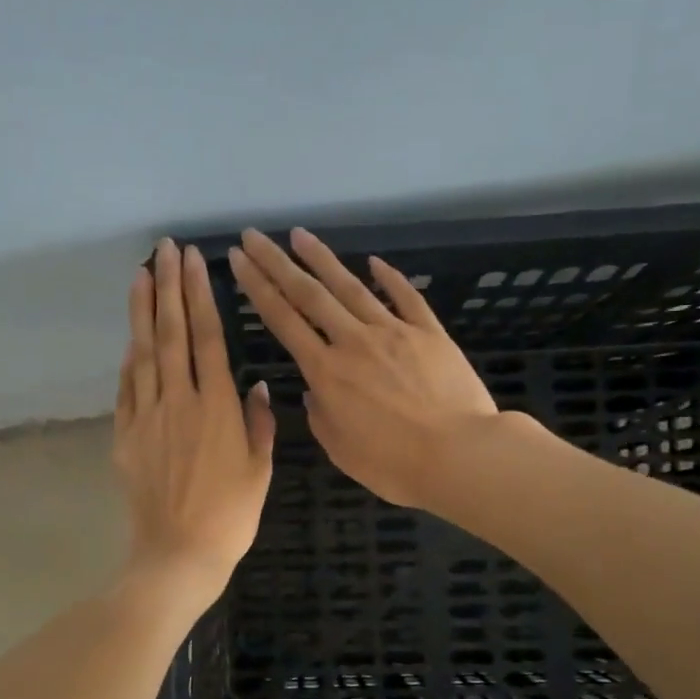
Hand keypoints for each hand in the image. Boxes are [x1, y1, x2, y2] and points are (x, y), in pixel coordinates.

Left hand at [113, 239, 275, 599]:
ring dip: (142, 312)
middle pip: (171, 334)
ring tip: (140, 276)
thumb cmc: (230, 517)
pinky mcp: (126, 437)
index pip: (207, 337)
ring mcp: (147, 417)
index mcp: (217, 407)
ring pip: (143, 354)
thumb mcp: (260, 472)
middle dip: (168, 287)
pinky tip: (131, 340)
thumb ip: (260, 424)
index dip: (199, 295)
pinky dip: (129, 360)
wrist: (178, 555)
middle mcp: (179, 402)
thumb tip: (258, 386)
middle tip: (164, 250)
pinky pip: (126, 389)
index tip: (193, 261)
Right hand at [228, 227, 504, 508]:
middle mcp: (353, 341)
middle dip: (276, 262)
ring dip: (322, 259)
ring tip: (299, 235)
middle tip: (254, 235)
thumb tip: (315, 390)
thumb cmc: (394, 464)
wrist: (460, 455)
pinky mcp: (430, 333)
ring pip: (351, 287)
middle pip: (309, 293)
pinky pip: (406, 297)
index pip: (283, 320)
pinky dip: (389, 277)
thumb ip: (321, 414)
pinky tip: (373, 261)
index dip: (257, 288)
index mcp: (326, 371)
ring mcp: (394, 332)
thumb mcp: (340, 448)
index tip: (238, 260)